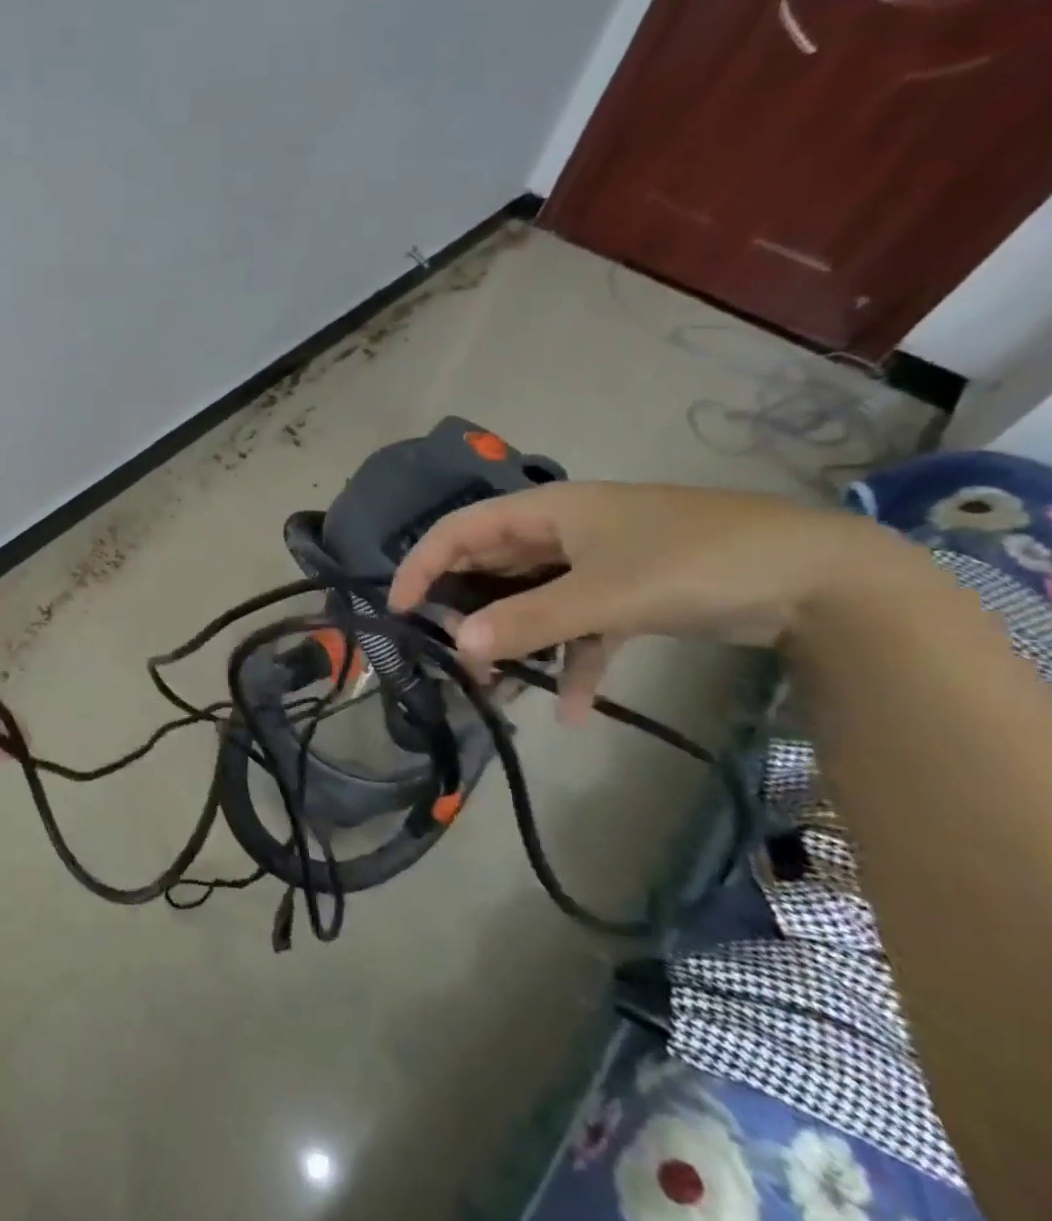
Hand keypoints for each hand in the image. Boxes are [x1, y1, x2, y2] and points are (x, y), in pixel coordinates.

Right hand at [387, 482, 907, 721]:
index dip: (421, 565)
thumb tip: (459, 646)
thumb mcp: (605, 593)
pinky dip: (571, 661)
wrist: (822, 580)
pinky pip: (580, 626)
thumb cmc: (695, 563)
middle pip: (492, 566)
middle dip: (467, 610)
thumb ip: (529, 620)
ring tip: (495, 688)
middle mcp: (563, 531)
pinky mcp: (629, 594)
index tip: (397, 610)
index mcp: (546, 510)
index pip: (460, 531)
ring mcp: (596, 563)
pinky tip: (570, 709)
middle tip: (448, 654)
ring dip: (515, 641)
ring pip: (533, 600)